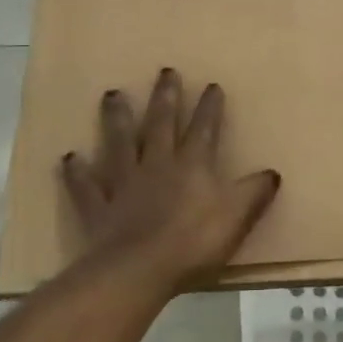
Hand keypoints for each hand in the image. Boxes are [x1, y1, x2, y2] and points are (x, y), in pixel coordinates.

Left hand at [62, 68, 281, 292]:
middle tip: (165, 71)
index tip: (212, 85)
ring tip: (112, 94)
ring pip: (120, 142)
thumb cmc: (194, 243)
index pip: (204, 128)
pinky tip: (69, 158)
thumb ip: (254, 193)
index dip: (210, 107)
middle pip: (161, 124)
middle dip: (166, 97)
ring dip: (117, 118)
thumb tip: (272, 173)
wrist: (139, 269)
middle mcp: (157, 164)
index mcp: (192, 165)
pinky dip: (77, 172)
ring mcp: (124, 184)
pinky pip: (86, 185)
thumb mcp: (237, 216)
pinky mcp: (99, 207)